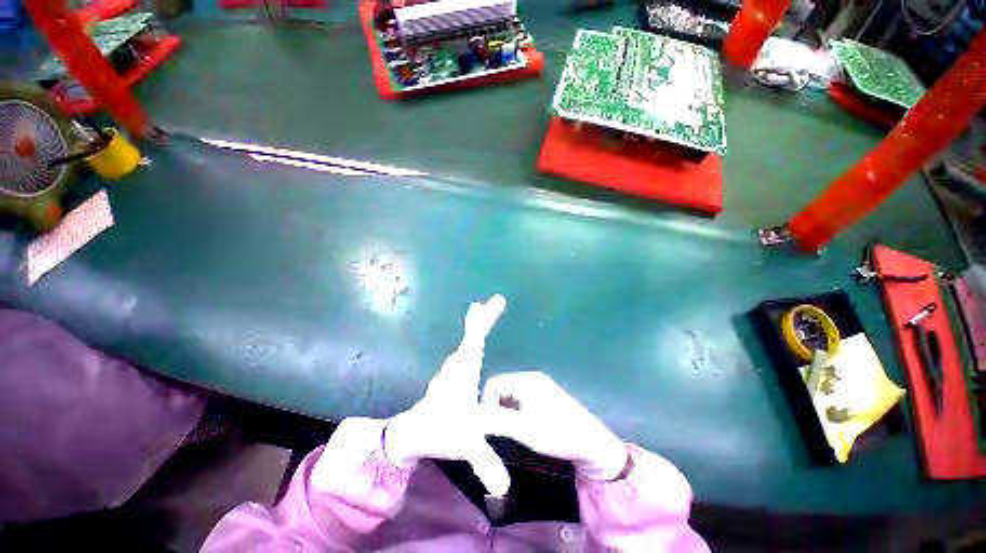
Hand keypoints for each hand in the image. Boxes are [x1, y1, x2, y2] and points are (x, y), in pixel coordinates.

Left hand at [384, 294, 510, 495]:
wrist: (412, 435)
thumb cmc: (439, 431)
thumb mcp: (465, 443)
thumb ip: (484, 461)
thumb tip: (505, 489)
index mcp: (464, 369)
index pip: (476, 337)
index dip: (487, 318)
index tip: (495, 300)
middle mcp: (458, 363)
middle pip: (471, 334)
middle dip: (482, 317)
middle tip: (491, 301)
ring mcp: (454, 368)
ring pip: (466, 341)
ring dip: (475, 327)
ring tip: (481, 313)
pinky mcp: (452, 375)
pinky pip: (465, 351)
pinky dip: (471, 340)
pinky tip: (473, 344)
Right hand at [481, 372, 628, 480]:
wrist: (591, 443)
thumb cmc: (558, 434)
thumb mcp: (525, 429)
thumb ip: (497, 421)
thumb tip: (472, 418)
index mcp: (526, 380)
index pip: (493, 383)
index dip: (485, 403)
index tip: (487, 426)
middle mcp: (530, 378)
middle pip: (500, 388)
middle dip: (494, 407)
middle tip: (497, 430)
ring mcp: (537, 386)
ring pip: (509, 395)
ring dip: (503, 411)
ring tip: (507, 430)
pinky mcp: (543, 396)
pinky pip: (519, 399)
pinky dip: (513, 411)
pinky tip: (519, 426)